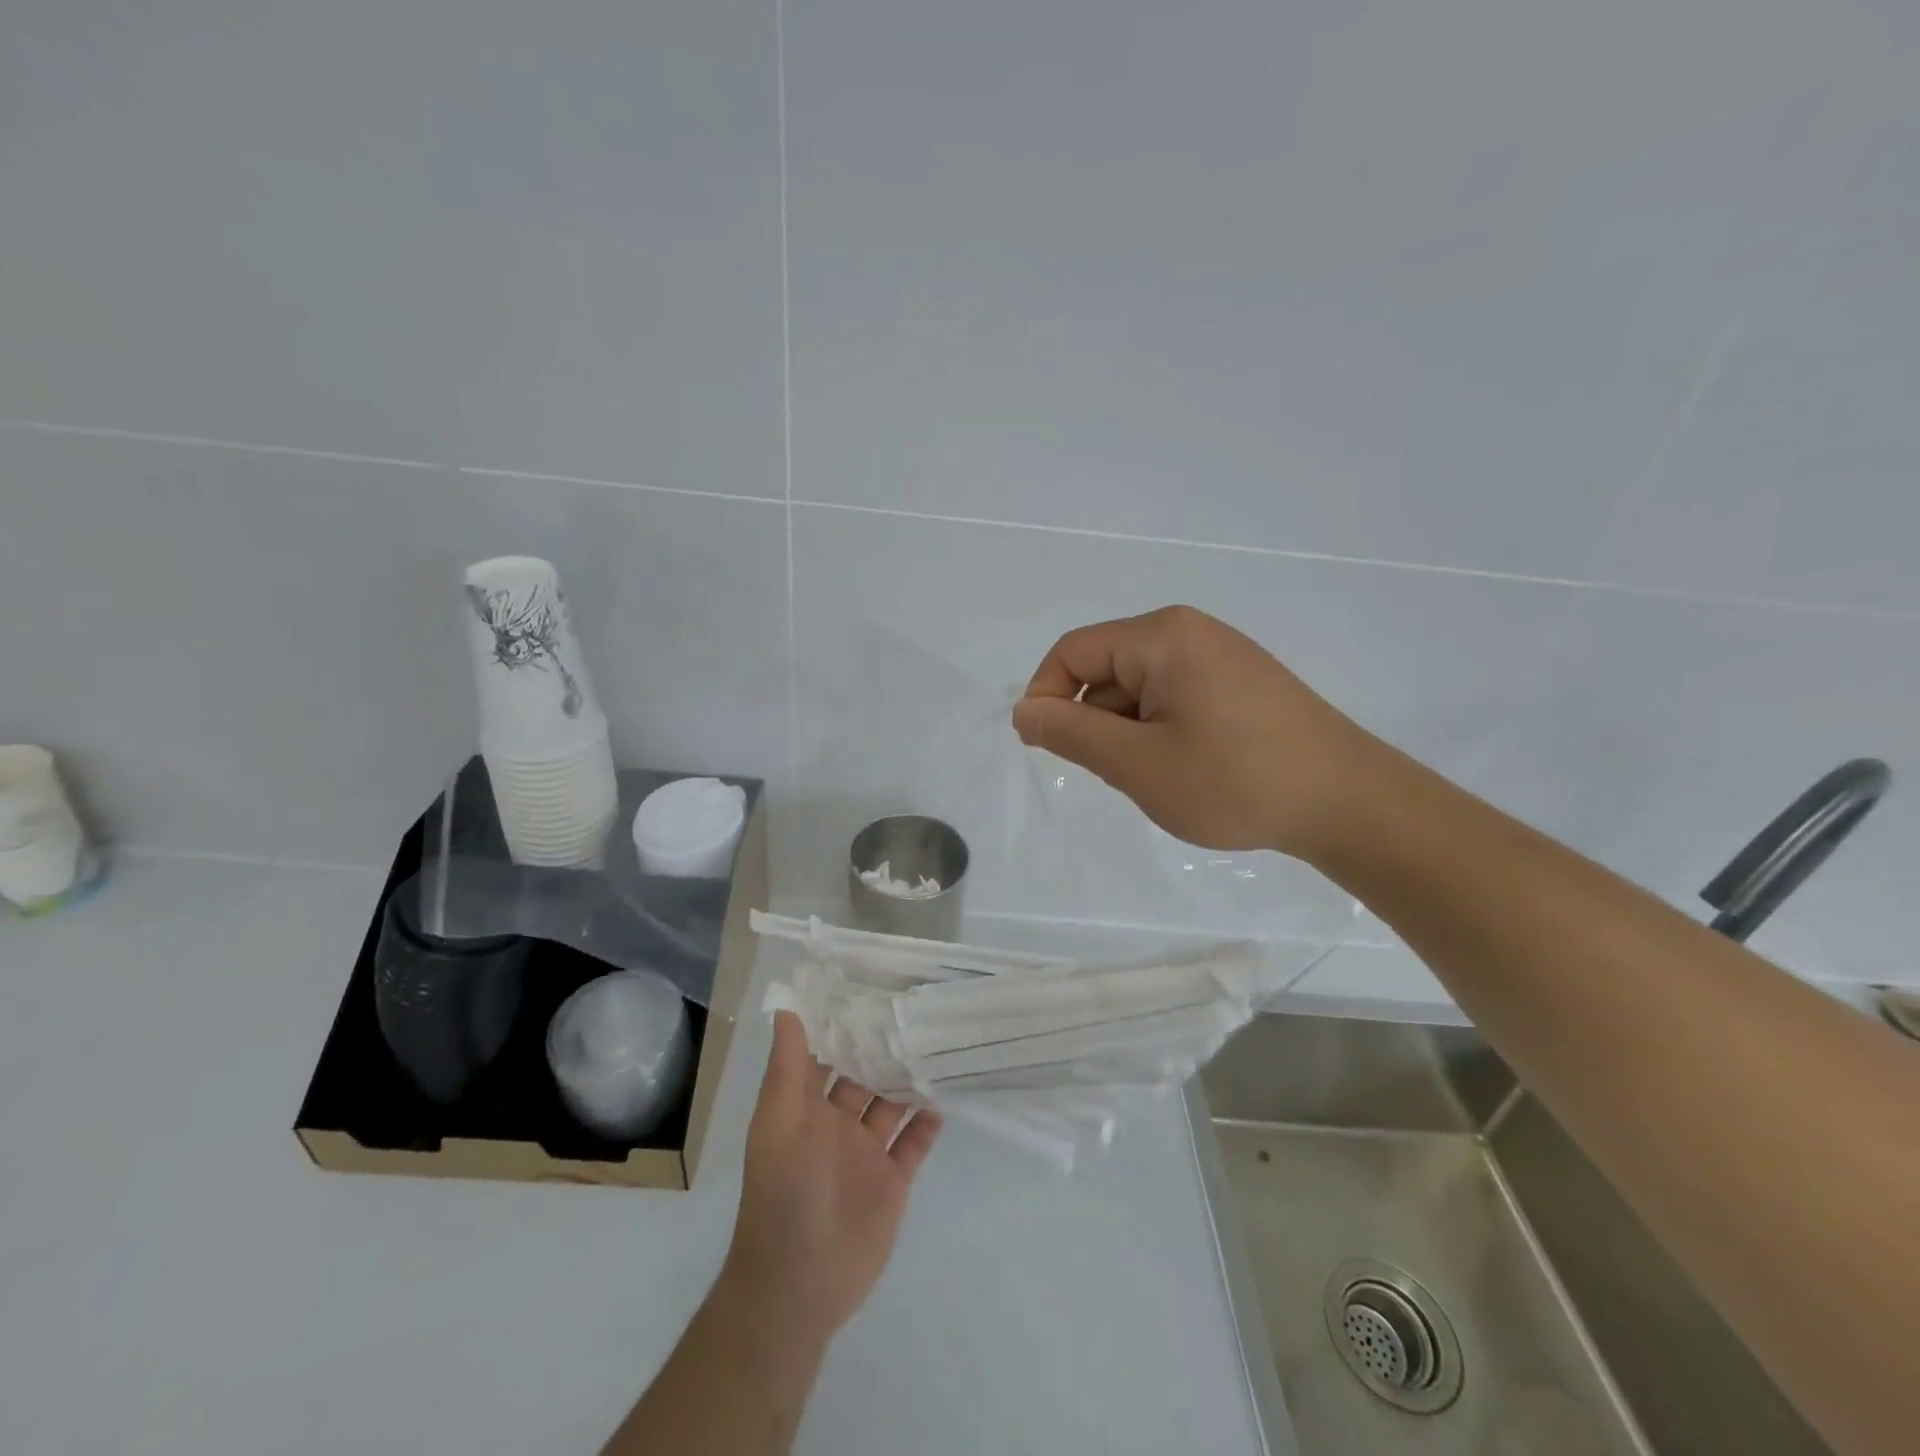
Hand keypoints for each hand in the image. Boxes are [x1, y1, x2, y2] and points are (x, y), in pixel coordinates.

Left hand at [721, 1012, 942, 1342]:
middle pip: (864, 1074)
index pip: (825, 1054)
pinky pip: (914, 1142)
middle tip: (917, 1004)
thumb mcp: (778, 1123)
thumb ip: (787, 1068)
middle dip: (884, 1046)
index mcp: (806, 1107)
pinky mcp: (892, 1180)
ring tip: (939, 1039)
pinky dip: (929, 1120)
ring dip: (910, 1078)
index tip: (869, 984)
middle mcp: (836, 1123)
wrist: (800, 1284)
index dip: (842, 1023)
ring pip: (892, 1103)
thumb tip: (786, 1009)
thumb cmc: (785, 1194)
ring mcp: (866, 1152)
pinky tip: (947, 1092)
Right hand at [1011, 605, 1373, 859]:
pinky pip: (1173, 697)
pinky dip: (1161, 732)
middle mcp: (1189, 632)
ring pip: (1138, 689)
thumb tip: (1024, 711)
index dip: (1046, 697)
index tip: (1048, 750)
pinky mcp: (1239, 682)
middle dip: (1095, 722)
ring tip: (1163, 777)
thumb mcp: (1138, 763)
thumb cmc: (1234, 781)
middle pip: (1106, 668)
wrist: (1348, 802)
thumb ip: (1071, 733)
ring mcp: (1219, 656)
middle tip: (1122, 774)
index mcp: (1162, 637)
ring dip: (1129, 732)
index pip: (1073, 652)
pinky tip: (1189, 769)